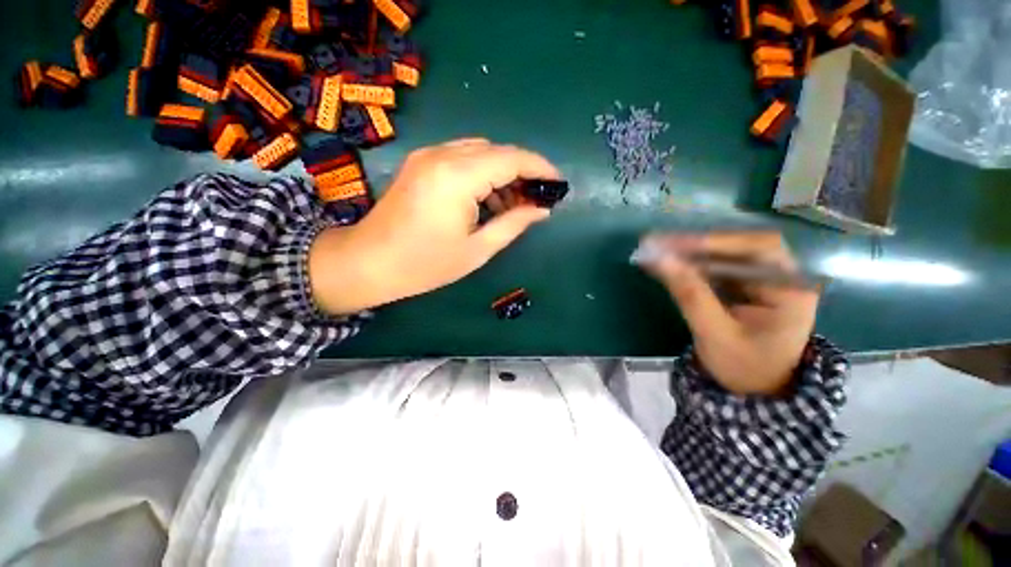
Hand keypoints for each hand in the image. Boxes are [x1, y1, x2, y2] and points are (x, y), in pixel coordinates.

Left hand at [309, 139, 560, 314]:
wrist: (369, 263)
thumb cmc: (425, 265)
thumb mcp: (477, 249)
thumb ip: (514, 224)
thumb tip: (542, 210)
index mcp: (457, 177)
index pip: (512, 159)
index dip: (540, 168)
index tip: (559, 183)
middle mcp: (442, 155)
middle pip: (497, 151)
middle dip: (522, 173)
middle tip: (536, 200)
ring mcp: (428, 156)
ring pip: (480, 153)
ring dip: (502, 174)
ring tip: (513, 206)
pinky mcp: (421, 163)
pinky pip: (462, 159)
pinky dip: (482, 175)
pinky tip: (487, 200)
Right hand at [640, 231, 817, 395]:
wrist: (756, 390)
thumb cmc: (743, 368)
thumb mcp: (714, 334)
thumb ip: (689, 295)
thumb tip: (659, 260)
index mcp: (790, 289)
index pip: (757, 248)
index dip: (714, 241)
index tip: (673, 245)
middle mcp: (781, 276)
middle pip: (738, 246)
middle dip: (695, 245)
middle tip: (655, 244)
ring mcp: (762, 279)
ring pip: (723, 254)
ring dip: (688, 253)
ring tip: (654, 251)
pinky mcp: (744, 285)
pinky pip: (716, 267)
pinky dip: (689, 264)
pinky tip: (667, 264)